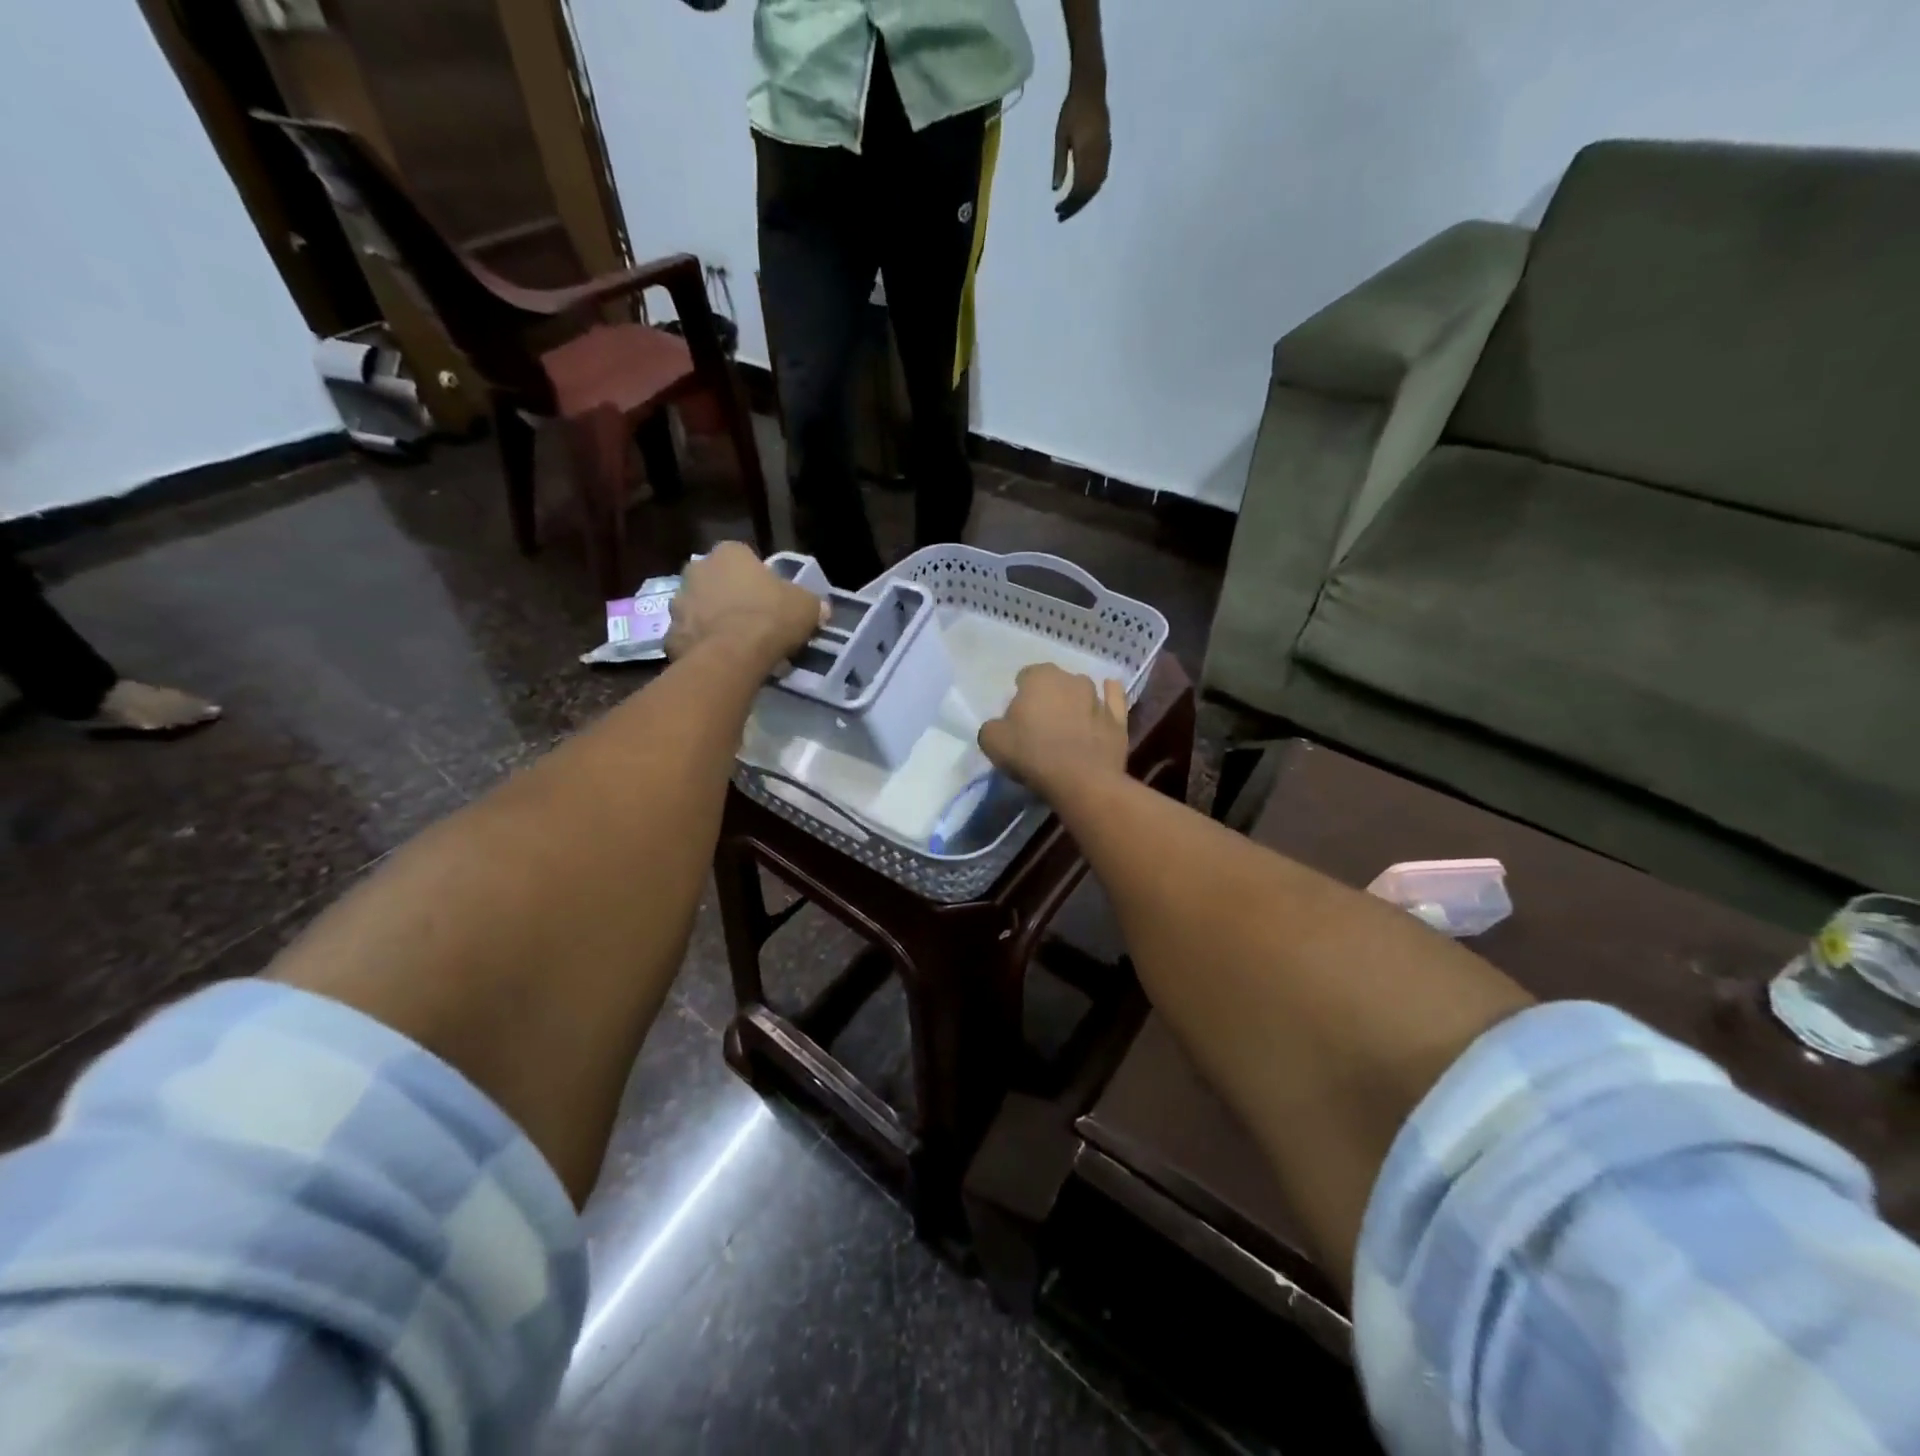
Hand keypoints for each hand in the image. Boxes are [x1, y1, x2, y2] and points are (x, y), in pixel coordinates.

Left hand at [665, 542, 825, 665]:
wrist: (732, 656)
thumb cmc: (771, 618)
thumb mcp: (807, 606)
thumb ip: (812, 603)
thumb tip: (820, 609)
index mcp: (729, 553)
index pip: (744, 558)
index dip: (759, 580)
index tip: (771, 600)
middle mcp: (697, 569)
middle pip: (717, 582)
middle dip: (731, 597)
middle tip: (754, 622)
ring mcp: (678, 602)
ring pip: (700, 610)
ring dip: (714, 622)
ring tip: (738, 646)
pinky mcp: (670, 635)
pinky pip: (691, 639)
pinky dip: (703, 647)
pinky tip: (722, 661)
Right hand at [978, 664, 1127, 800]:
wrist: (1080, 780)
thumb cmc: (1032, 754)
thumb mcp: (992, 742)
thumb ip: (993, 727)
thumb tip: (1001, 727)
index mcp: (1039, 677)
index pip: (1025, 677)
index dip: (1020, 697)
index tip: (1017, 719)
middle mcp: (1070, 679)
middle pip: (1055, 684)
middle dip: (1048, 698)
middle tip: (1040, 726)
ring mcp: (1098, 696)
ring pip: (1082, 692)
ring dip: (1074, 703)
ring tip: (1068, 728)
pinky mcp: (1118, 718)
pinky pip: (1113, 699)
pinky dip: (1109, 696)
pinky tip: (1107, 696)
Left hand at [1052, 84, 1110, 221]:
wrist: (1091, 88)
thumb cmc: (1072, 110)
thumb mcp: (1061, 137)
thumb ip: (1059, 163)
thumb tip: (1056, 189)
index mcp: (1086, 154)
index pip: (1079, 188)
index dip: (1069, 203)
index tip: (1058, 211)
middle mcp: (1098, 157)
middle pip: (1089, 191)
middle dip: (1076, 205)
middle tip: (1062, 214)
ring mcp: (1105, 153)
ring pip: (1096, 185)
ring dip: (1084, 199)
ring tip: (1071, 206)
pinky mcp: (1107, 150)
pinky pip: (1102, 176)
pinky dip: (1092, 188)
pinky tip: (1083, 192)